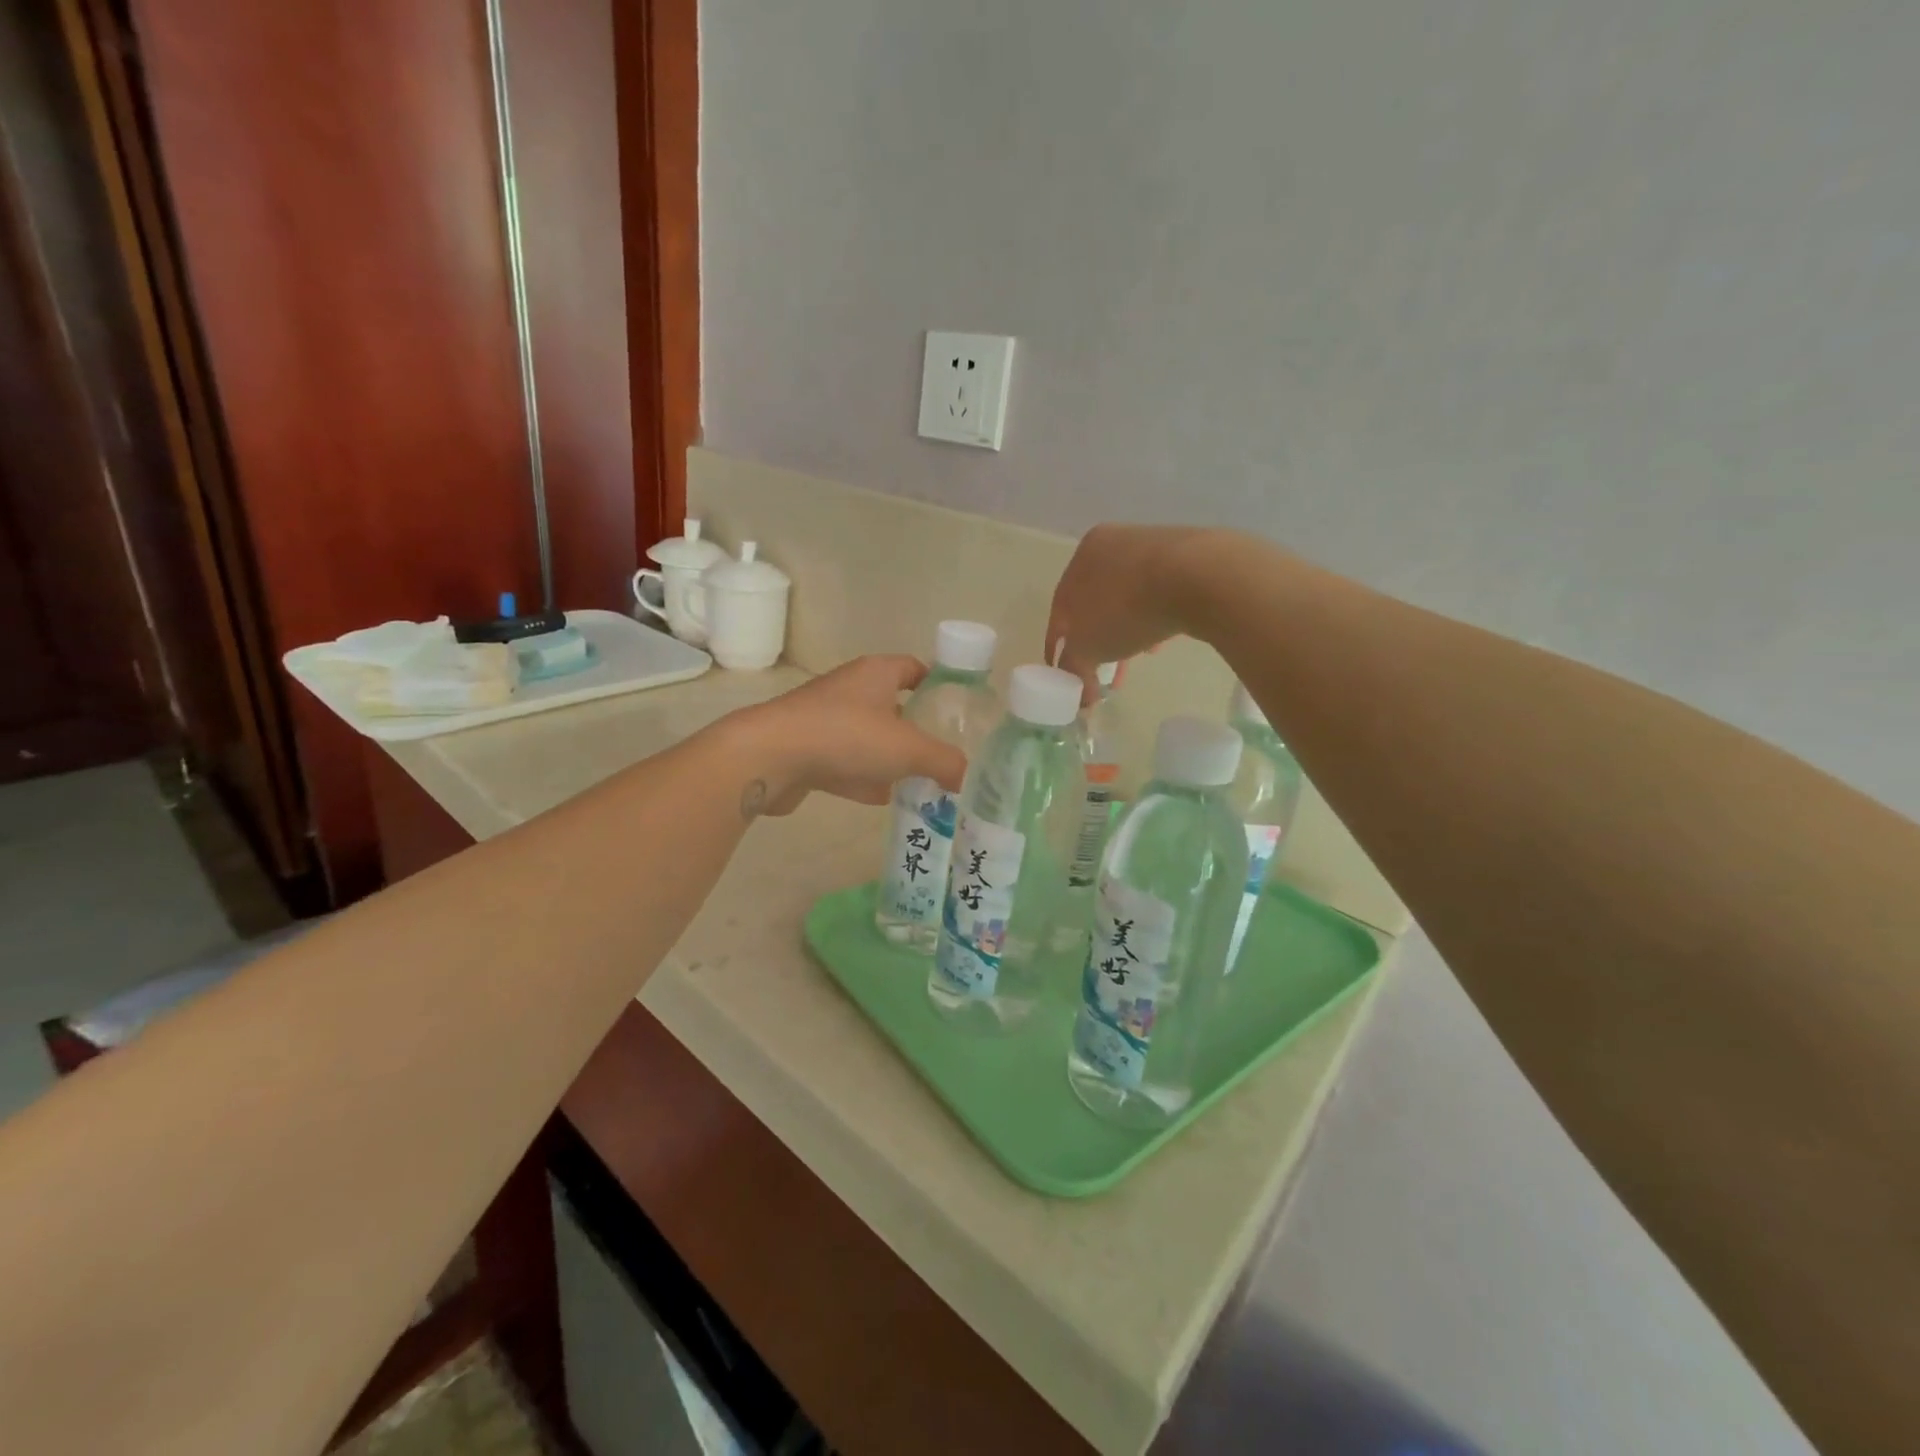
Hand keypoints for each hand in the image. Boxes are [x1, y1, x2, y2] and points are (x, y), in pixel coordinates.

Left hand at [727, 656, 968, 815]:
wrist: (770, 757)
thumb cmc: (846, 736)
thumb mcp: (908, 749)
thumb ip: (944, 761)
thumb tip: (965, 775)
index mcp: (876, 673)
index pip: (914, 668)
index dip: (937, 685)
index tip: (956, 711)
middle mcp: (850, 689)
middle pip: (892, 705)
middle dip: (915, 730)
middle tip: (941, 754)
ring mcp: (824, 719)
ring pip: (867, 736)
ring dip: (888, 758)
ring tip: (917, 782)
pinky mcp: (805, 749)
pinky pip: (843, 761)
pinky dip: (861, 777)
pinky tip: (879, 799)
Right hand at [1045, 524, 1212, 689]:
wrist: (1198, 577)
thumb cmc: (1127, 608)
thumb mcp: (1087, 646)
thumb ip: (1074, 667)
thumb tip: (1078, 691)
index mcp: (1083, 555)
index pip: (1061, 607)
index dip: (1058, 644)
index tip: (1063, 671)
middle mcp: (1114, 543)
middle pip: (1096, 602)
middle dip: (1097, 641)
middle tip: (1101, 671)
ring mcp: (1153, 547)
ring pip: (1129, 599)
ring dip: (1125, 632)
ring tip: (1133, 661)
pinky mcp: (1188, 557)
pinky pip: (1160, 595)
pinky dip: (1153, 619)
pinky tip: (1159, 642)